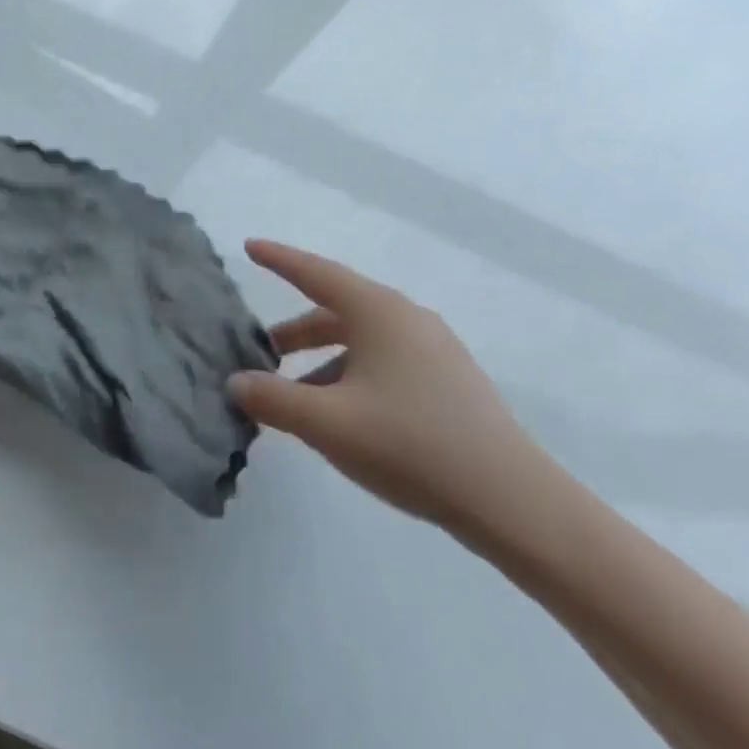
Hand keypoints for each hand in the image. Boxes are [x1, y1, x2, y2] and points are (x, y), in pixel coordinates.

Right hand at [227, 240, 547, 533]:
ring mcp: (433, 350)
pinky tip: (340, 416)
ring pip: (360, 341)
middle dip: (294, 331)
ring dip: (320, 360)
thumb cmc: (410, 445)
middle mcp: (407, 319)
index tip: (249, 247)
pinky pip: (383, 363)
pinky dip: (349, 376)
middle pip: (336, 311)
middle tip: (260, 352)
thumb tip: (236, 382)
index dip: (278, 260)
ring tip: (294, 396)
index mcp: (378, 312)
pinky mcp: (448, 382)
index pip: (315, 273)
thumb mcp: (327, 422)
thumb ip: (273, 399)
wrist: (512, 501)